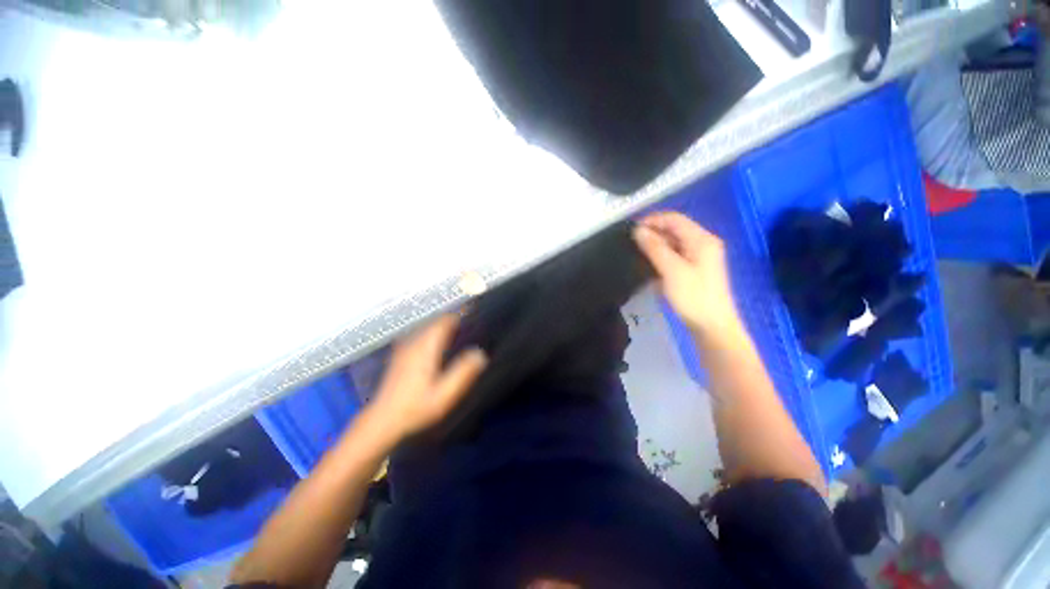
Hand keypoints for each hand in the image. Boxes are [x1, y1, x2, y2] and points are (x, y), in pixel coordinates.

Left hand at [368, 314, 487, 441]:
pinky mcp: (400, 354)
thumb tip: (480, 354)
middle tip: (470, 320)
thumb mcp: (444, 395)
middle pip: (435, 321)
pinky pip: (419, 334)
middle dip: (452, 318)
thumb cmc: (415, 408)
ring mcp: (404, 347)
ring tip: (458, 328)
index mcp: (425, 348)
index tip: (473, 312)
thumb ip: (463, 373)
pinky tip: (439, 341)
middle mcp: (414, 343)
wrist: (383, 420)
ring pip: (426, 326)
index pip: (444, 321)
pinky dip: (432, 332)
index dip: (459, 315)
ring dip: (442, 324)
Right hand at [633, 211, 741, 337]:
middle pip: (674, 230)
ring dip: (655, 246)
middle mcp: (702, 244)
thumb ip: (654, 248)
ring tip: (636, 253)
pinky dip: (660, 257)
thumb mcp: (671, 270)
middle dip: (652, 233)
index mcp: (701, 239)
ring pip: (673, 244)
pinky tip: (648, 265)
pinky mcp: (693, 270)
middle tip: (631, 243)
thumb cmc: (693, 297)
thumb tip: (638, 230)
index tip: (631, 229)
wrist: (711, 326)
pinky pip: (674, 256)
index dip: (652, 220)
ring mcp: (698, 257)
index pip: (674, 219)